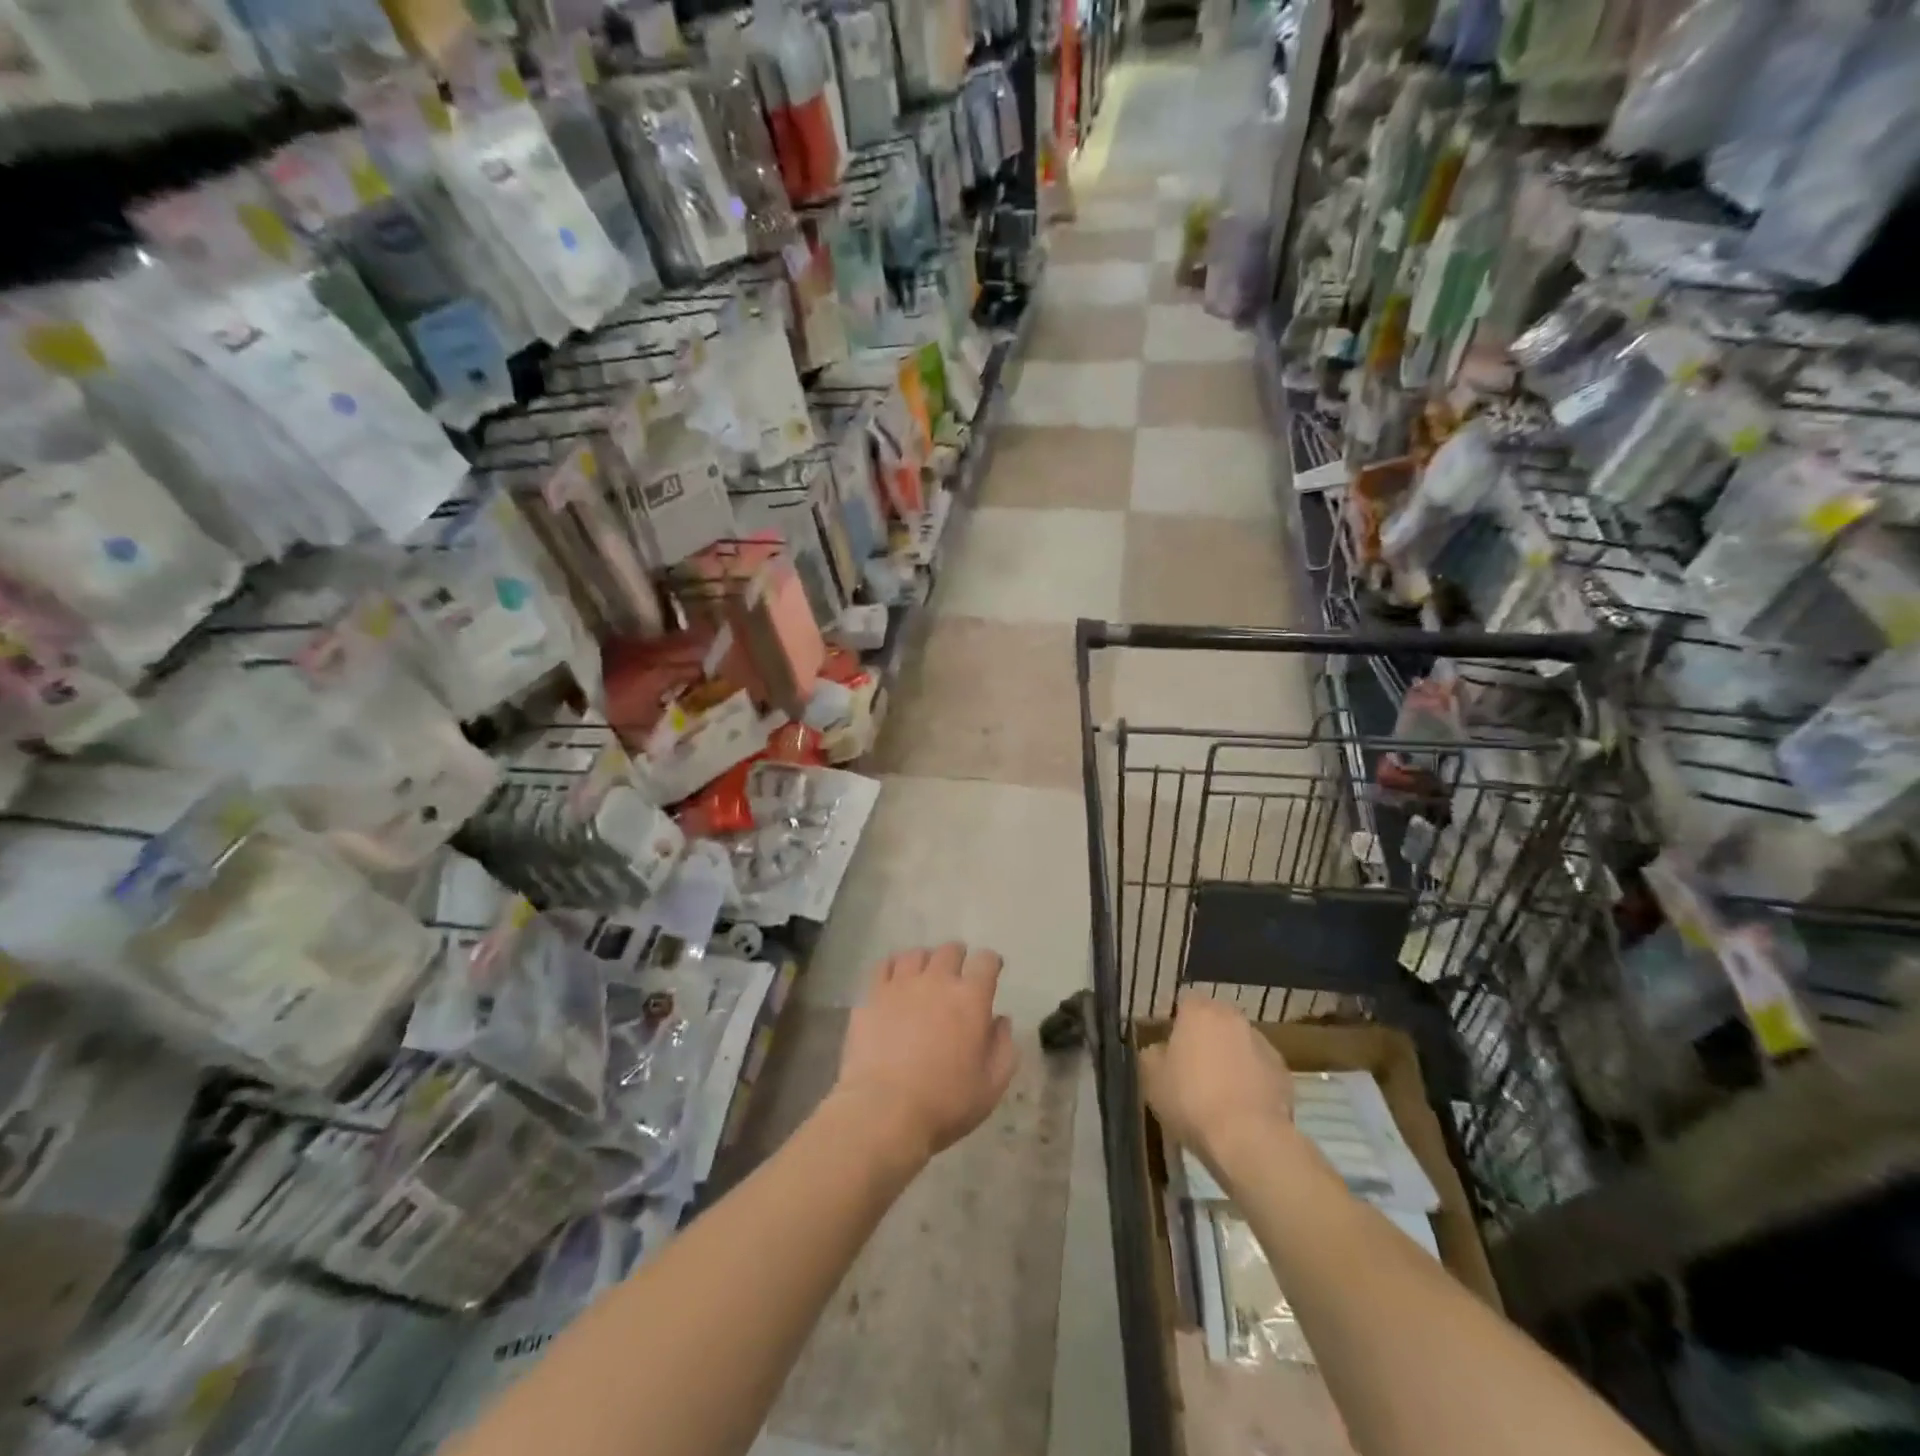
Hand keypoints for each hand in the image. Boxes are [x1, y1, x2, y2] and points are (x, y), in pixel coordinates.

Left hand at [833, 943, 1018, 1166]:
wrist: (884, 1110)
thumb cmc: (945, 1102)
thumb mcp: (991, 1085)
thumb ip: (1003, 1047)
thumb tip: (1001, 1020)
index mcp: (970, 998)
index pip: (986, 961)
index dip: (990, 963)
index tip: (990, 971)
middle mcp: (937, 980)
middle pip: (950, 950)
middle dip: (958, 957)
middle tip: (957, 973)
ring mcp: (901, 984)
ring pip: (916, 954)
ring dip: (925, 961)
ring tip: (924, 975)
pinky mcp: (872, 995)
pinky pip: (885, 966)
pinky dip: (894, 968)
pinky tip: (895, 981)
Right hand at [1141, 994, 1293, 1177]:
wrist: (1249, 1139)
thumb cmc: (1191, 1100)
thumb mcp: (1151, 1078)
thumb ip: (1152, 1054)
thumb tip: (1160, 1049)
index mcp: (1199, 1012)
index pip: (1185, 1002)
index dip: (1176, 1022)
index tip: (1170, 1047)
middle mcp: (1233, 1018)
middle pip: (1215, 1021)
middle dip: (1206, 1038)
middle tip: (1193, 1068)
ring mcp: (1263, 1044)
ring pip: (1240, 1044)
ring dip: (1231, 1058)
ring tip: (1221, 1092)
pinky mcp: (1284, 1073)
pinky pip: (1260, 1070)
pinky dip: (1252, 1081)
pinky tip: (1243, 1107)